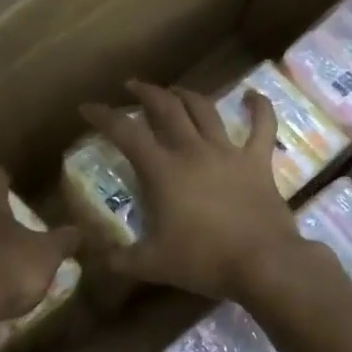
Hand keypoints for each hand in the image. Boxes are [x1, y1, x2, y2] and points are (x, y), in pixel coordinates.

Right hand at [81, 80, 305, 300]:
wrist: (262, 263)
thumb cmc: (203, 260)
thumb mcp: (152, 265)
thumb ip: (119, 259)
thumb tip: (95, 258)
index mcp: (162, 170)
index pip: (125, 132)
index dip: (103, 116)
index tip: (88, 107)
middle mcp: (192, 150)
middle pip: (166, 108)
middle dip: (146, 92)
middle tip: (133, 87)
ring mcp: (227, 152)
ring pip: (205, 110)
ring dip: (187, 95)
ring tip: (176, 91)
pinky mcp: (258, 162)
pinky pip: (262, 127)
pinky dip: (260, 108)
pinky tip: (254, 95)